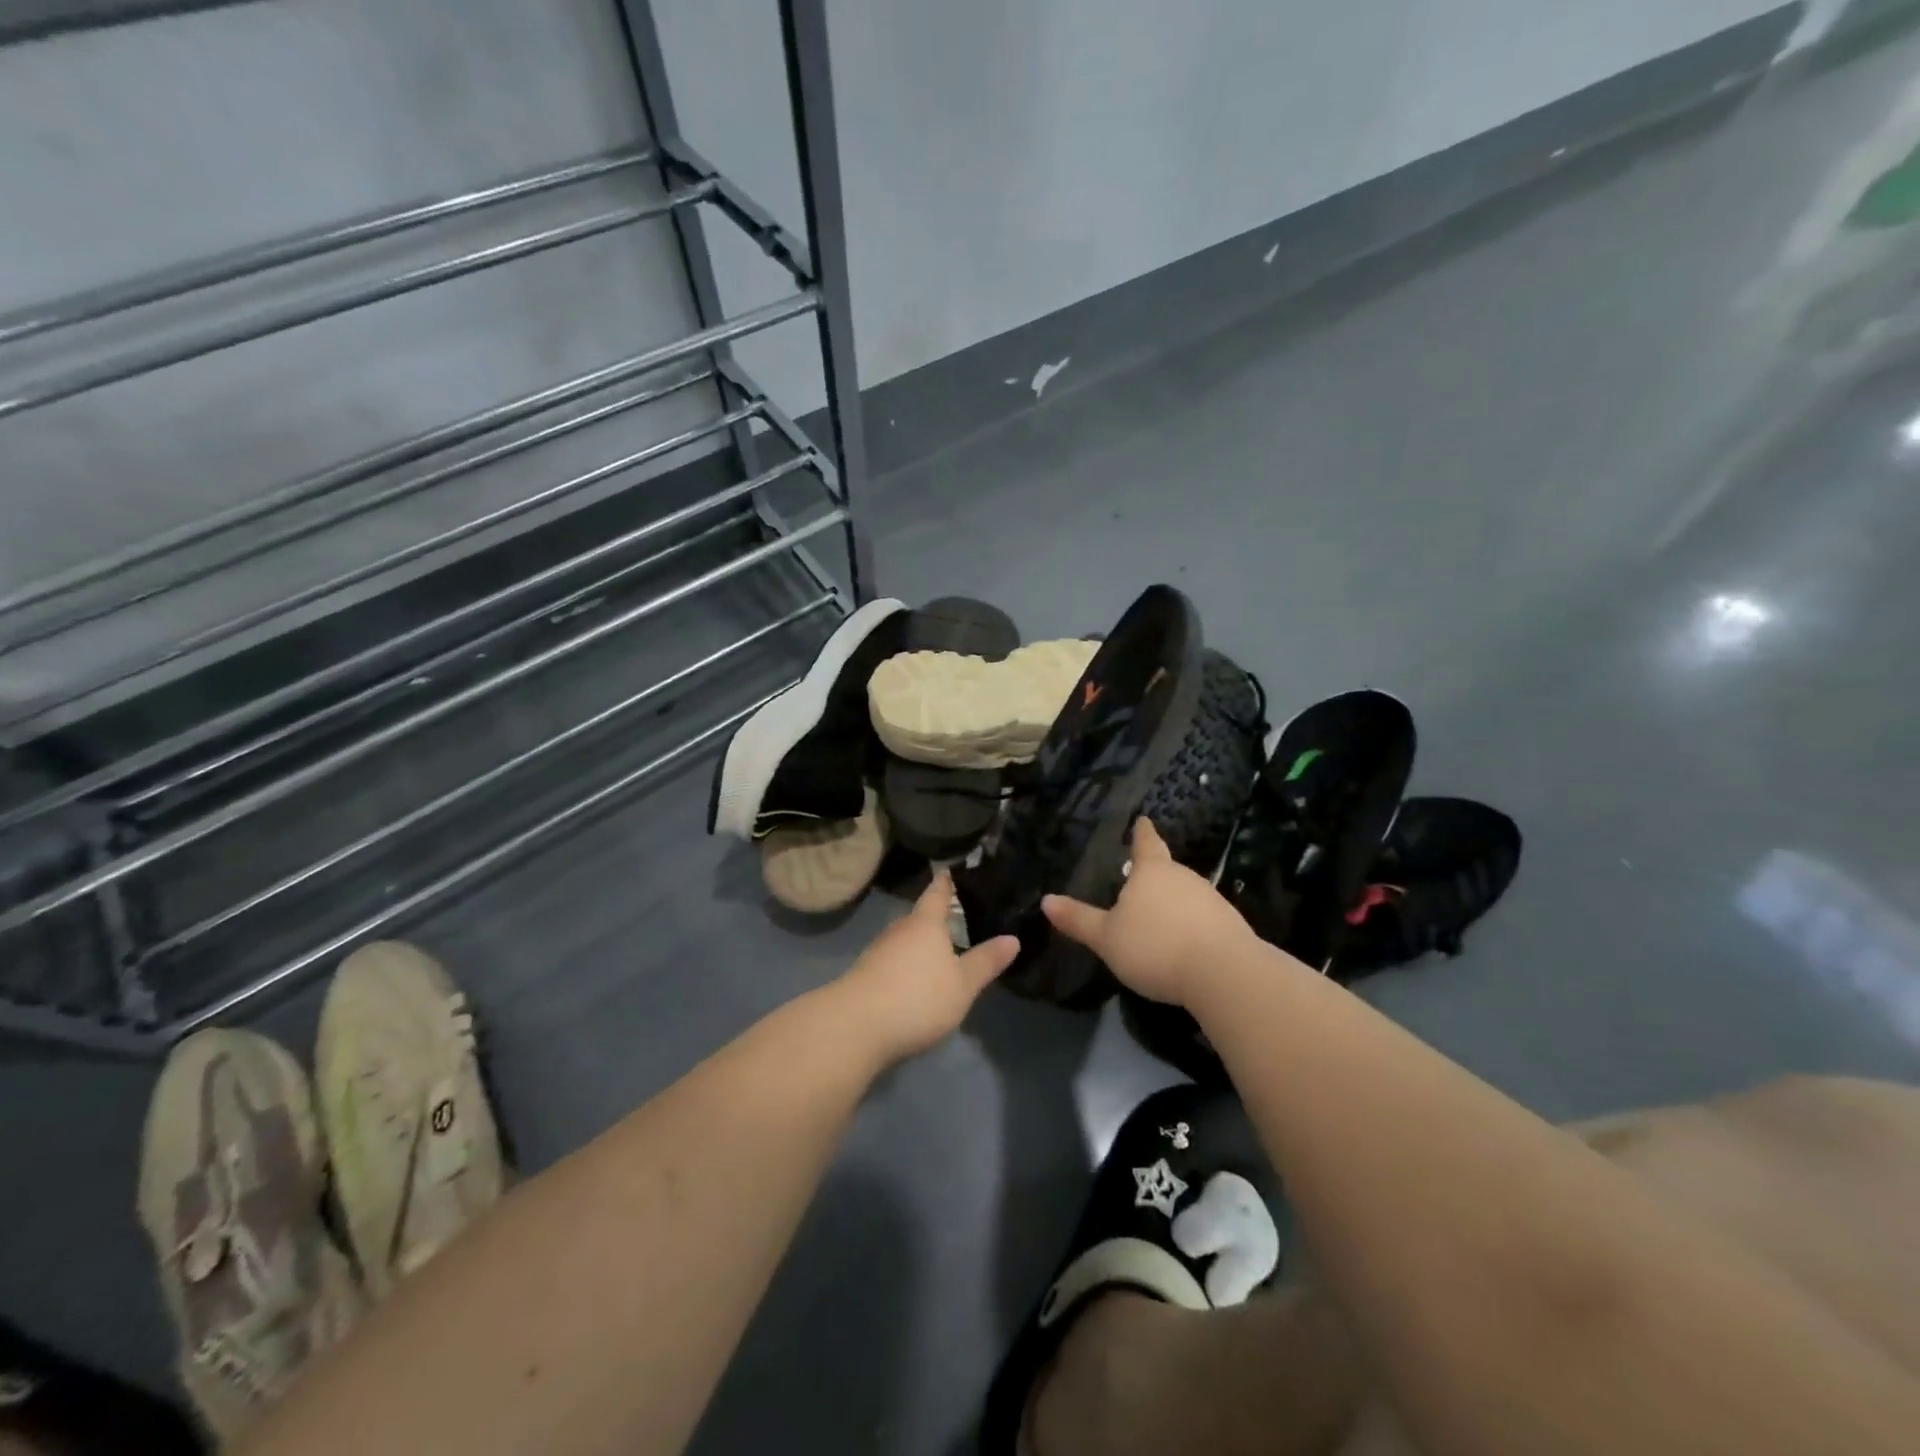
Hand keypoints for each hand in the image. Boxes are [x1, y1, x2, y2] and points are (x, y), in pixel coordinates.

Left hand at [832, 871, 1019, 1066]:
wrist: (854, 1027)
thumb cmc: (917, 997)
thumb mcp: (962, 984)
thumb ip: (986, 961)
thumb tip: (1013, 938)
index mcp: (925, 923)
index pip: (938, 893)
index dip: (947, 881)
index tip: (952, 869)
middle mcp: (900, 930)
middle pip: (921, 918)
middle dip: (938, 919)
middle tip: (962, 920)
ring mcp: (878, 952)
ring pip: (906, 941)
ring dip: (921, 946)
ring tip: (943, 953)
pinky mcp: (865, 976)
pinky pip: (893, 962)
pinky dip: (907, 965)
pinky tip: (917, 981)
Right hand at [1042, 818, 1252, 1006]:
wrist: (1224, 974)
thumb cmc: (1156, 947)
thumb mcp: (1107, 938)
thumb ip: (1078, 920)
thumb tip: (1046, 900)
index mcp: (1152, 872)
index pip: (1146, 843)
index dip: (1142, 832)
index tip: (1143, 820)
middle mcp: (1184, 877)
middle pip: (1167, 870)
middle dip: (1154, 876)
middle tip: (1138, 885)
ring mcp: (1211, 899)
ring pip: (1186, 895)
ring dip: (1174, 904)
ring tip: (1159, 922)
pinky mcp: (1230, 925)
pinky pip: (1203, 918)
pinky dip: (1191, 926)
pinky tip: (1184, 945)